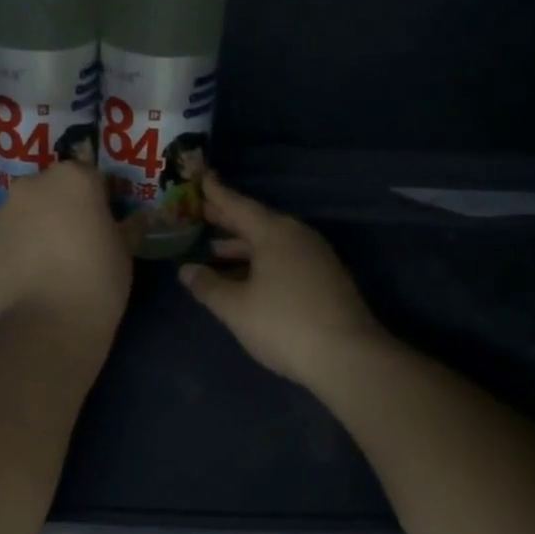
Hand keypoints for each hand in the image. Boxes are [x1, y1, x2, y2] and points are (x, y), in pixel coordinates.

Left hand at [0, 161, 133, 347]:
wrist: (50, 324)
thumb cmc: (99, 279)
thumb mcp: (126, 250)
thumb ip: (129, 226)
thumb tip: (137, 218)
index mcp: (72, 178)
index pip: (90, 177)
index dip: (98, 199)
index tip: (104, 224)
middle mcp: (31, 186)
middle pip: (50, 190)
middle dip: (60, 208)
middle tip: (74, 242)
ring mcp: (0, 214)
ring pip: (22, 214)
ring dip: (33, 228)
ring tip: (46, 264)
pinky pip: (2, 241)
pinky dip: (13, 252)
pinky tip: (26, 279)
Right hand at [179, 177, 387, 390]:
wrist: (348, 357)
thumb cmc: (284, 324)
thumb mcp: (236, 308)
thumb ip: (208, 286)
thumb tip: (186, 269)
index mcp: (273, 233)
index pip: (237, 205)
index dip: (215, 193)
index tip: (199, 176)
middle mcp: (296, 236)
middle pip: (255, 221)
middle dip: (226, 219)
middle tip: (199, 211)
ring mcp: (315, 256)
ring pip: (271, 243)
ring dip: (242, 245)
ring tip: (214, 248)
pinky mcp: (324, 278)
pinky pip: (284, 258)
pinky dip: (260, 260)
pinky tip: (245, 276)